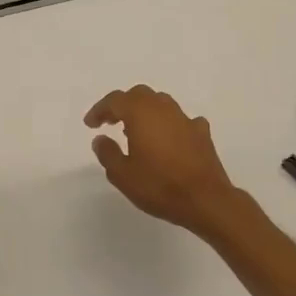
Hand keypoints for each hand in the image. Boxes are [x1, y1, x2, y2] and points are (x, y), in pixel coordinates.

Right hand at [85, 84, 241, 236]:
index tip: (90, 124)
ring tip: (136, 131)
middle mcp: (164, 109)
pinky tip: (168, 140)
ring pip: (161, 104)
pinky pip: (180, 121)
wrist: (205, 200)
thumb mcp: (122, 174)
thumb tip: (101, 139)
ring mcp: (186, 119)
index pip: (115, 100)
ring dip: (145, 112)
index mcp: (140, 113)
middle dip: (122, 105)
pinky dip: (169, 125)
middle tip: (110, 122)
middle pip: (139, 95)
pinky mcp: (202, 134)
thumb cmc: (158, 185)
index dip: (99, 110)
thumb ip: (107, 153)